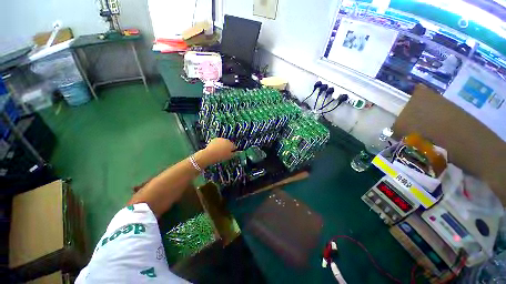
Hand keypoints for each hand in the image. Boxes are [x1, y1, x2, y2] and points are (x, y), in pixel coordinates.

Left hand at [194, 138, 235, 166]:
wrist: (209, 154)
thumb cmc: (220, 157)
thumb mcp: (229, 157)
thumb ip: (234, 154)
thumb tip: (236, 152)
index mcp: (231, 145)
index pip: (234, 147)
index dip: (233, 150)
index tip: (230, 154)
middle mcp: (227, 140)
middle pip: (229, 143)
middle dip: (228, 147)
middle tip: (225, 153)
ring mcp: (221, 139)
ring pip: (224, 142)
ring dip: (223, 145)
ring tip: (220, 151)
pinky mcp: (215, 139)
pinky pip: (219, 142)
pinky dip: (218, 144)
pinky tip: (216, 149)